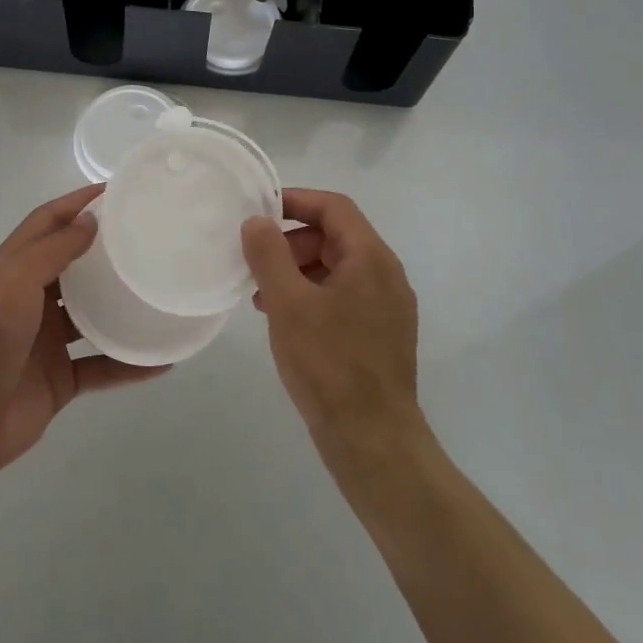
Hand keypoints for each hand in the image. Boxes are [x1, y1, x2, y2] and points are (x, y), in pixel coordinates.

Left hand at [0, 183, 166, 479]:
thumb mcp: (16, 277)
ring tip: (159, 294)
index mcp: (13, 268)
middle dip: (104, 253)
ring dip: (120, 308)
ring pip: (91, 318)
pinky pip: (101, 367)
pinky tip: (161, 359)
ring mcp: (45, 342)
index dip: (76, 203)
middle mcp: (29, 300)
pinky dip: (129, 365)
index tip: (114, 191)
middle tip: (147, 240)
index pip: (47, 222)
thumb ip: (54, 249)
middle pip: (73, 268)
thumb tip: (91, 221)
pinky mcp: (59, 379)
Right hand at [241, 188, 423, 459]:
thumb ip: (269, 254)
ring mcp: (387, 308)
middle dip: (291, 242)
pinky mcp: (380, 335)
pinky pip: (342, 297)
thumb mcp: (288, 304)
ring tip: (261, 297)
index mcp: (371, 259)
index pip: (334, 207)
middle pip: (335, 237)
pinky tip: (284, 321)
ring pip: (336, 269)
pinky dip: (311, 296)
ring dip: (297, 271)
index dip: (295, 200)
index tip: (258, 210)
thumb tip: (257, 221)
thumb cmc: (329, 364)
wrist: (373, 442)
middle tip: (255, 262)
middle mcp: (386, 276)